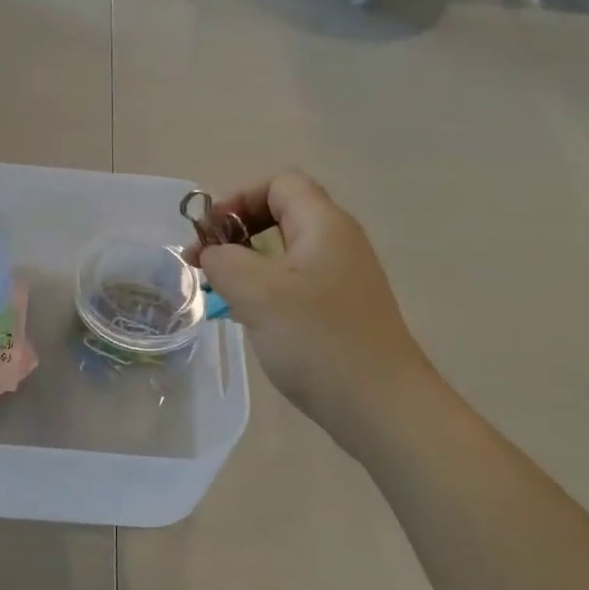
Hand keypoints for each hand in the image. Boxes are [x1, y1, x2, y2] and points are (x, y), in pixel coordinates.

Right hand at [191, 171, 431, 438]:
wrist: (381, 407)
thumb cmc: (319, 341)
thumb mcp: (259, 294)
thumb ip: (225, 261)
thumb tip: (213, 253)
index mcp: (325, 225)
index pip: (281, 183)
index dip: (240, 198)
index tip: (210, 236)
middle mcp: (338, 243)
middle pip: (282, 214)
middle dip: (238, 233)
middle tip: (207, 266)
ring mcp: (343, 279)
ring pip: (286, 253)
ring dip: (248, 265)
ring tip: (222, 295)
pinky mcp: (341, 311)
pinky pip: (295, 284)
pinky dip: (266, 291)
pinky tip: (252, 321)